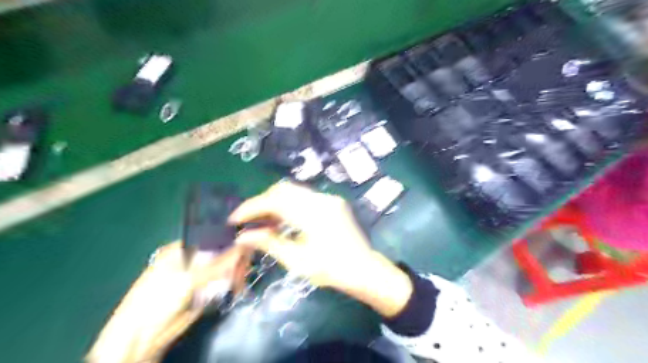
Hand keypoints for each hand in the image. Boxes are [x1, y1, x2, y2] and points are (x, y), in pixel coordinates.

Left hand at [89, 240, 250, 362]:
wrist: (144, 337)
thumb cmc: (159, 299)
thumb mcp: (189, 278)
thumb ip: (218, 263)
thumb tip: (244, 246)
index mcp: (181, 250)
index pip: (211, 239)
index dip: (229, 241)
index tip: (246, 244)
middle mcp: (191, 260)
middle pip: (219, 253)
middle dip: (234, 259)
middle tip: (245, 266)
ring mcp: (197, 276)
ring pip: (223, 268)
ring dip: (235, 272)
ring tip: (242, 279)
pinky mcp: (204, 291)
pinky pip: (222, 282)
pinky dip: (232, 283)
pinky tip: (238, 286)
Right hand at [228, 182, 408, 317]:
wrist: (364, 269)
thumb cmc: (331, 270)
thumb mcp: (297, 260)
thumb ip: (269, 243)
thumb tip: (243, 236)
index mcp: (312, 214)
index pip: (274, 201)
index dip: (251, 207)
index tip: (235, 218)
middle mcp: (321, 199)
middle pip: (284, 189)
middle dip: (262, 201)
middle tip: (249, 220)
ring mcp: (329, 198)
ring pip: (294, 191)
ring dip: (275, 202)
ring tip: (264, 222)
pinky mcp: (333, 202)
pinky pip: (305, 196)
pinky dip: (289, 204)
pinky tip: (283, 220)